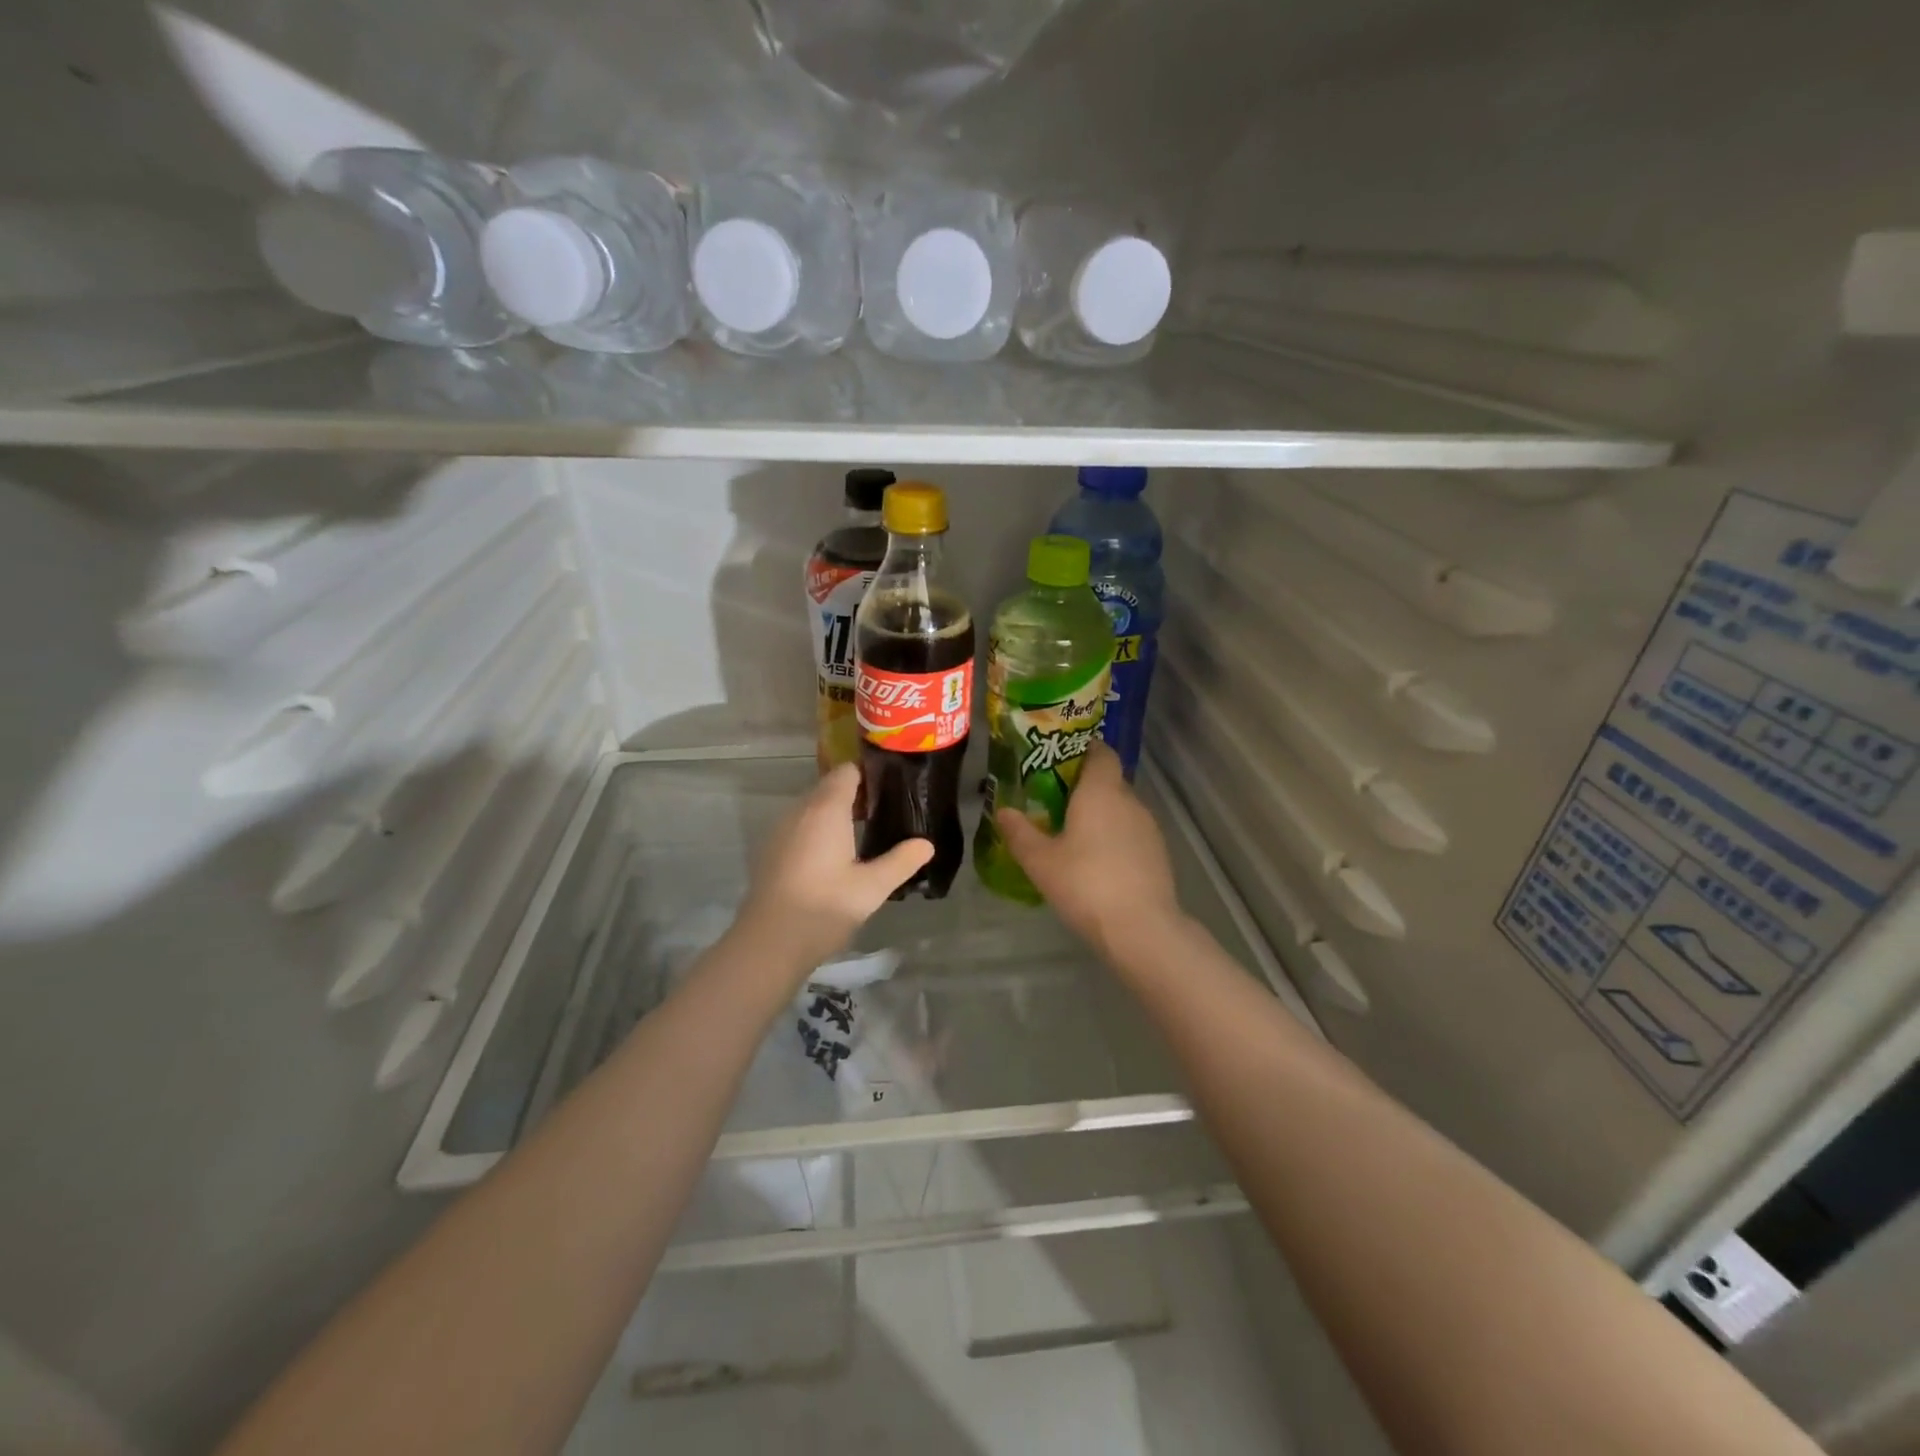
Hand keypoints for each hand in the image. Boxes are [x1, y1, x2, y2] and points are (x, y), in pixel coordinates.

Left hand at [737, 764, 932, 969]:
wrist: (769, 942)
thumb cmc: (825, 907)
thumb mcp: (872, 887)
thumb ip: (901, 861)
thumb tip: (927, 844)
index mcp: (826, 809)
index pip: (847, 772)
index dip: (870, 774)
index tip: (892, 787)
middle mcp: (801, 811)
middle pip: (829, 787)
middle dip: (856, 794)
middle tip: (886, 812)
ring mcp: (781, 830)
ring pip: (813, 808)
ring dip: (836, 813)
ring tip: (865, 833)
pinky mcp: (772, 851)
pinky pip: (800, 827)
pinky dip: (819, 831)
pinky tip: (835, 857)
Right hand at [994, 743, 1181, 957]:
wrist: (1141, 928)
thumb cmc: (1085, 884)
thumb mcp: (1040, 861)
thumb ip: (1019, 833)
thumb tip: (1002, 811)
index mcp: (1101, 791)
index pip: (1101, 752)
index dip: (1083, 749)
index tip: (1060, 759)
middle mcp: (1129, 800)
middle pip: (1109, 780)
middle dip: (1084, 786)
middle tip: (1053, 800)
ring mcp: (1148, 828)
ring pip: (1121, 808)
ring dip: (1100, 814)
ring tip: (1072, 833)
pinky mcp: (1158, 853)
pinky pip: (1131, 832)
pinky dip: (1114, 837)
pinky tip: (1096, 862)